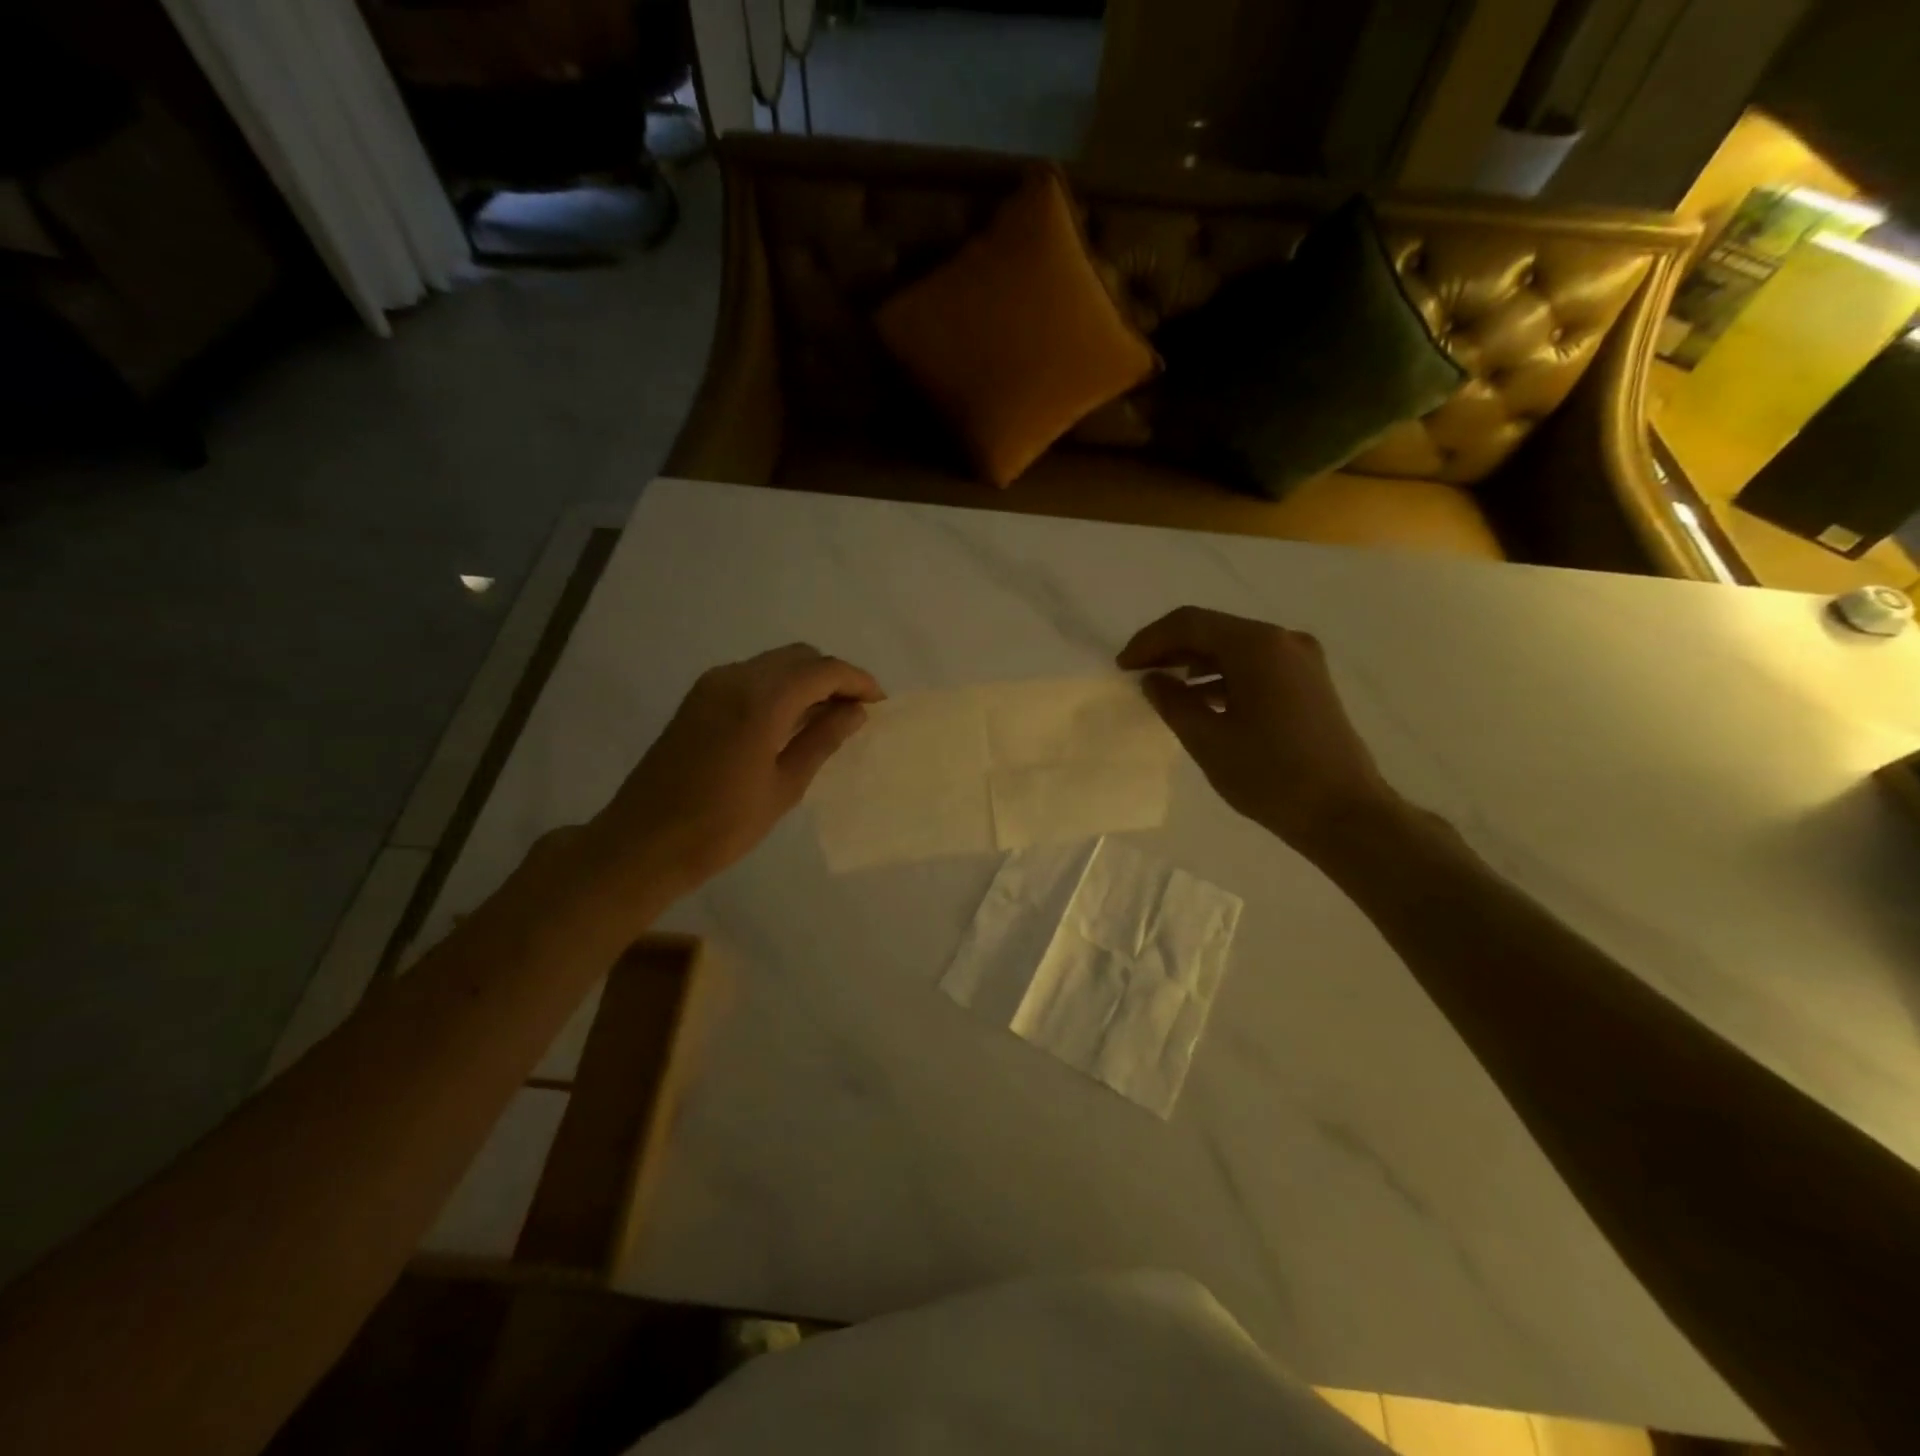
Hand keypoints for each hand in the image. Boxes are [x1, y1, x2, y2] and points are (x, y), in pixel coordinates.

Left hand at [585, 644, 883, 901]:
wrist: (644, 842)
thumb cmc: (722, 825)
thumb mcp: (784, 786)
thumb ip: (822, 740)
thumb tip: (855, 711)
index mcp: (760, 701)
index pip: (822, 671)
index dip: (856, 680)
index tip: (879, 702)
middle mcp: (735, 678)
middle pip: (798, 657)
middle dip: (833, 676)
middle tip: (856, 709)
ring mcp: (712, 685)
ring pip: (774, 663)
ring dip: (806, 680)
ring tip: (829, 717)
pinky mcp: (698, 698)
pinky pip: (751, 677)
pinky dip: (779, 687)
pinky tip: (791, 720)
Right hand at [1117, 606, 1401, 853]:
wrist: (1344, 813)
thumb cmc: (1270, 776)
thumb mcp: (1208, 740)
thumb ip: (1173, 702)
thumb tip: (1153, 679)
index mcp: (1257, 646)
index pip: (1190, 623)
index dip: (1150, 641)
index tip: (1122, 667)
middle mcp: (1283, 641)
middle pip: (1213, 629)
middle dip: (1171, 648)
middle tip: (1137, 673)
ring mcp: (1301, 660)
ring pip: (1234, 647)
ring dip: (1195, 662)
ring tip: (1163, 687)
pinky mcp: (1308, 681)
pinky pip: (1255, 665)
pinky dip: (1222, 676)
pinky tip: (1201, 699)